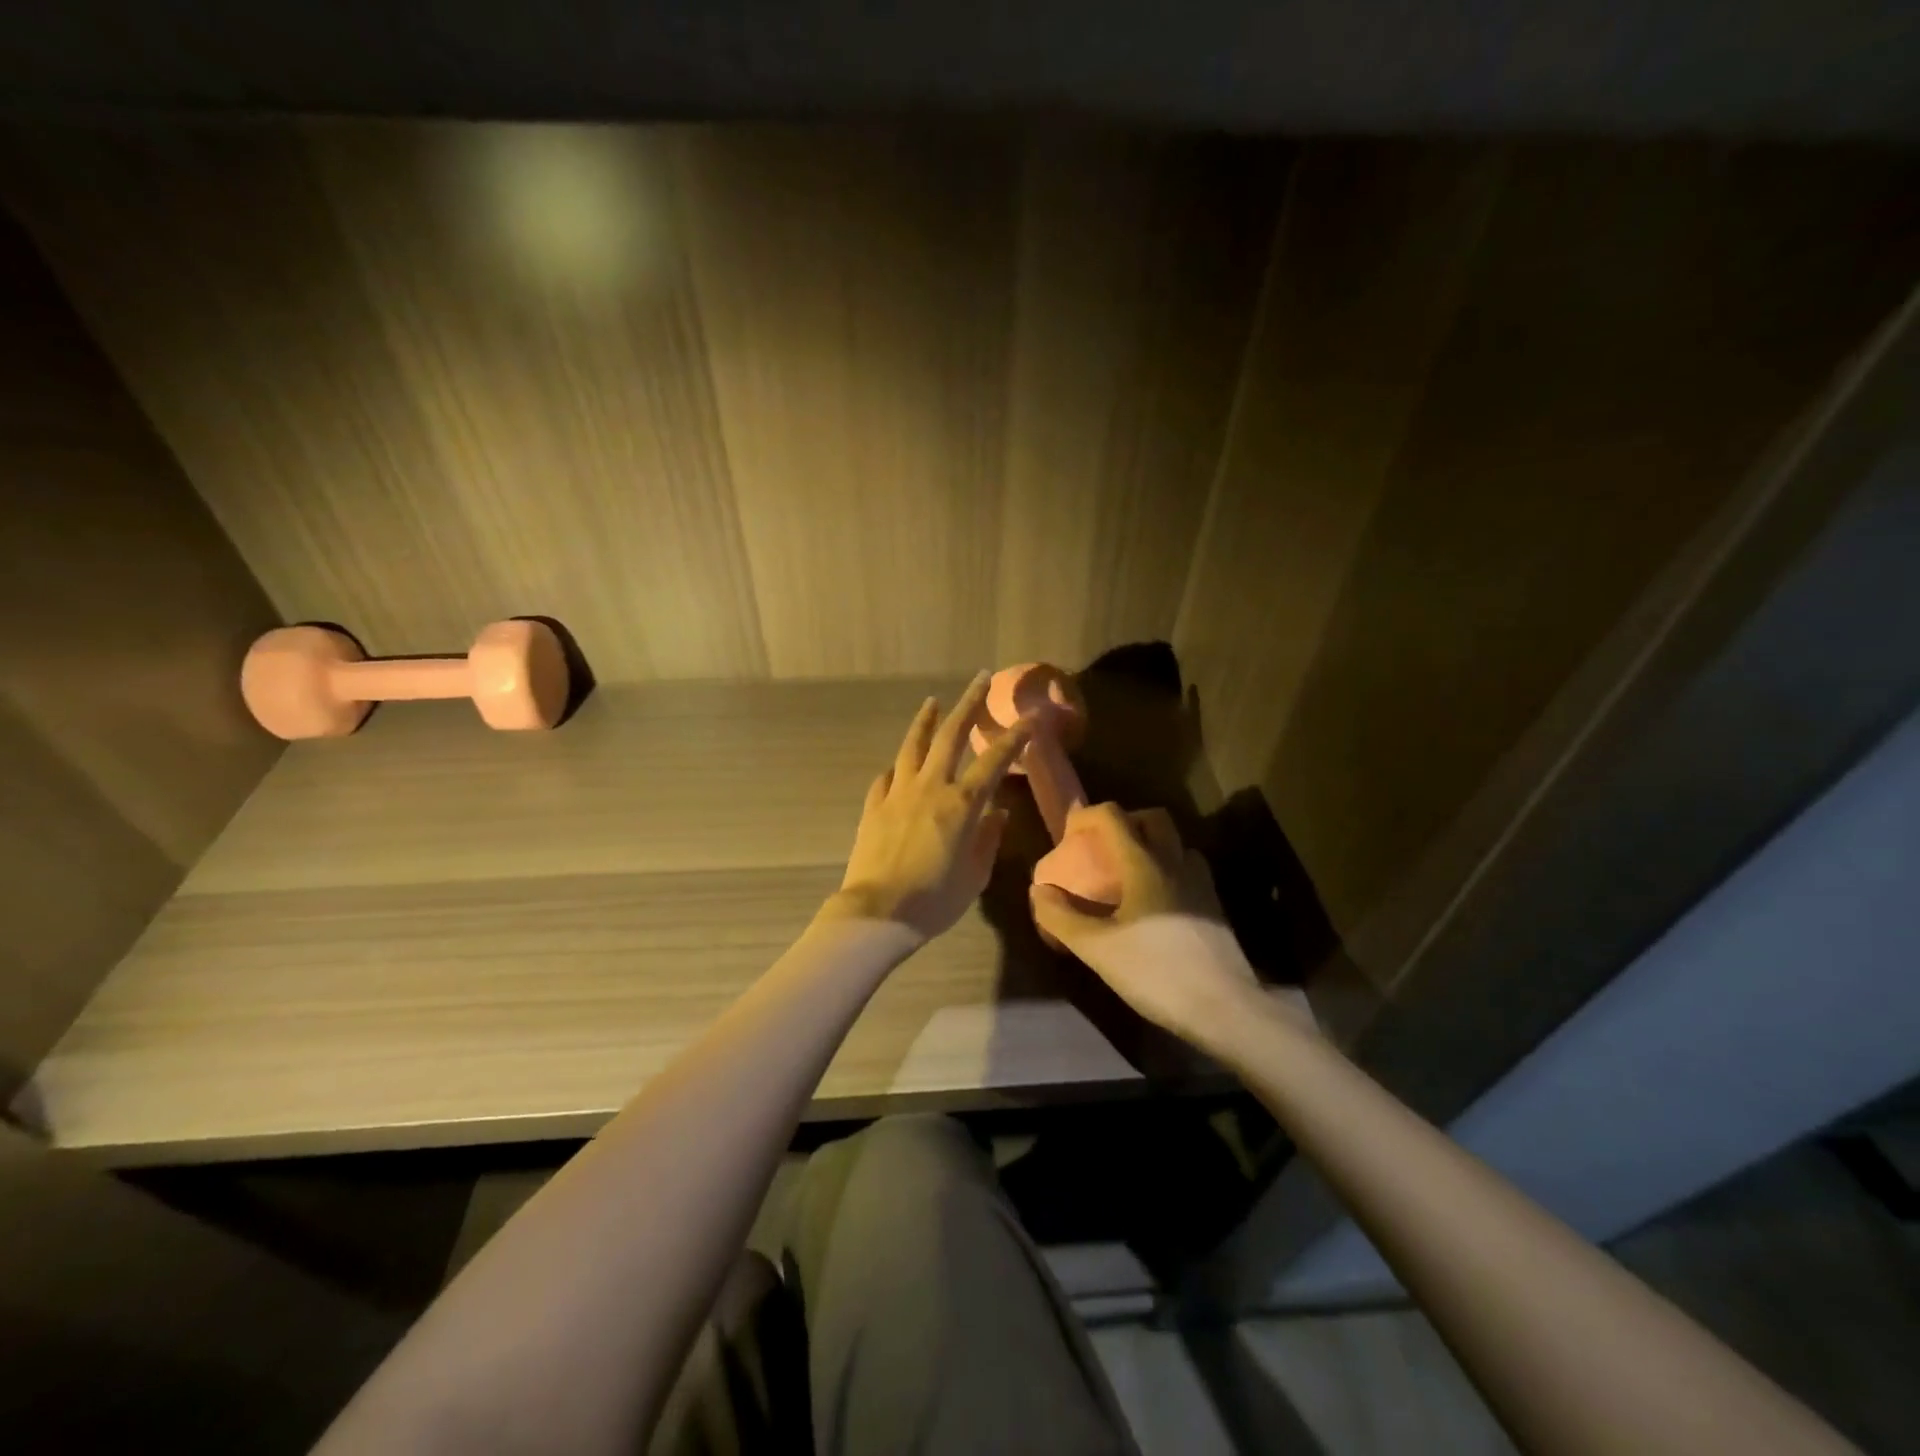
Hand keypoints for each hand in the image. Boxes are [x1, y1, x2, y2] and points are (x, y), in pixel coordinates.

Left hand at [827, 672, 1032, 941]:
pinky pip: (887, 777)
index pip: (994, 761)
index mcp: (961, 805)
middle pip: (950, 735)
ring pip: (913, 746)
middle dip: (968, 704)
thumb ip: (988, 840)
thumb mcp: (975, 876)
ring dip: (925, 721)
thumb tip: (996, 813)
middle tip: (980, 679)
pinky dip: (898, 766)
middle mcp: (930, 788)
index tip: (1030, 716)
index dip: (1015, 736)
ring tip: (932, 702)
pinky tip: (899, 765)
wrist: (878, 913)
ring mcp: (898, 793)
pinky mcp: (874, 806)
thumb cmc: (935, 900)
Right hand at [1030, 804, 1261, 1051]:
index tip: (1069, 832)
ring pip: (1177, 845)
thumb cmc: (1155, 971)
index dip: (1088, 815)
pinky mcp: (1216, 910)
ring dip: (1153, 846)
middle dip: (1126, 821)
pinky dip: (1170, 873)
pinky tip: (1158, 905)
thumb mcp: (1097, 949)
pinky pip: (1190, 873)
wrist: (1224, 1008)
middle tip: (1104, 846)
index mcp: (1145, 865)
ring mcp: (1202, 886)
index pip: (1115, 817)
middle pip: (1154, 819)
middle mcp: (1176, 864)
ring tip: (1132, 874)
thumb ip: (1062, 917)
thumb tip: (1039, 890)